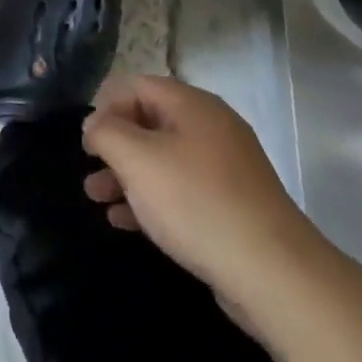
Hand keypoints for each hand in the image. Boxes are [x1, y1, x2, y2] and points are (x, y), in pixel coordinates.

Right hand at [81, 76, 325, 310]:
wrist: (274, 274)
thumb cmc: (195, 202)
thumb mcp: (136, 159)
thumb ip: (106, 132)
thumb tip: (95, 124)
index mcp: (192, 105)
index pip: (137, 86)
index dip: (105, 106)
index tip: (86, 140)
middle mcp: (211, 128)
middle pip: (149, 122)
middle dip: (114, 145)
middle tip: (88, 170)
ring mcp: (225, 169)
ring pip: (163, 160)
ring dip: (126, 175)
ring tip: (96, 198)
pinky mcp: (232, 207)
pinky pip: (181, 191)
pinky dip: (151, 199)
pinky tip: (125, 222)